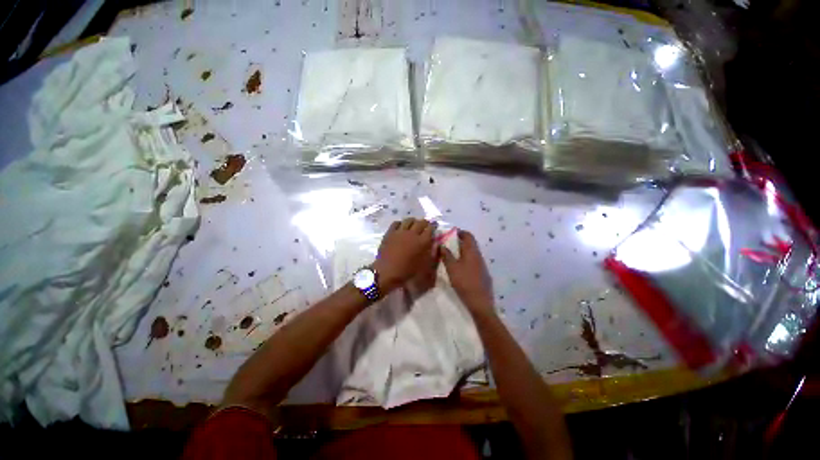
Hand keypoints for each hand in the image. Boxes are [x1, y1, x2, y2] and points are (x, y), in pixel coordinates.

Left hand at [374, 218, 436, 292]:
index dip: (433, 227)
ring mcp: (400, 232)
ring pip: (408, 220)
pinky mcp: (390, 233)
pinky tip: (401, 226)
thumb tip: (436, 243)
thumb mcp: (424, 266)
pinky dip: (400, 223)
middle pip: (420, 223)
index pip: (430, 229)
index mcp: (422, 242)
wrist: (387, 272)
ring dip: (413, 221)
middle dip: (425, 222)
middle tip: (426, 224)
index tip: (434, 227)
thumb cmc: (407, 271)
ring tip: (414, 223)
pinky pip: (396, 223)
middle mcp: (412, 233)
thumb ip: (432, 253)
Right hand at [441, 230, 494, 317]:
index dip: (460, 232)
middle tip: (448, 243)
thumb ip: (446, 255)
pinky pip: (473, 261)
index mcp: (472, 252)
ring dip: (462, 251)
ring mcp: (482, 265)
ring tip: (451, 254)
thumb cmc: (464, 282)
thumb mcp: (452, 268)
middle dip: (460, 242)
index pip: (468, 236)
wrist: (480, 302)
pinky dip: (465, 259)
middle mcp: (479, 256)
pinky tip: (459, 267)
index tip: (451, 233)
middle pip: (471, 244)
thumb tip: (441, 245)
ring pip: (472, 253)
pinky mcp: (482, 274)